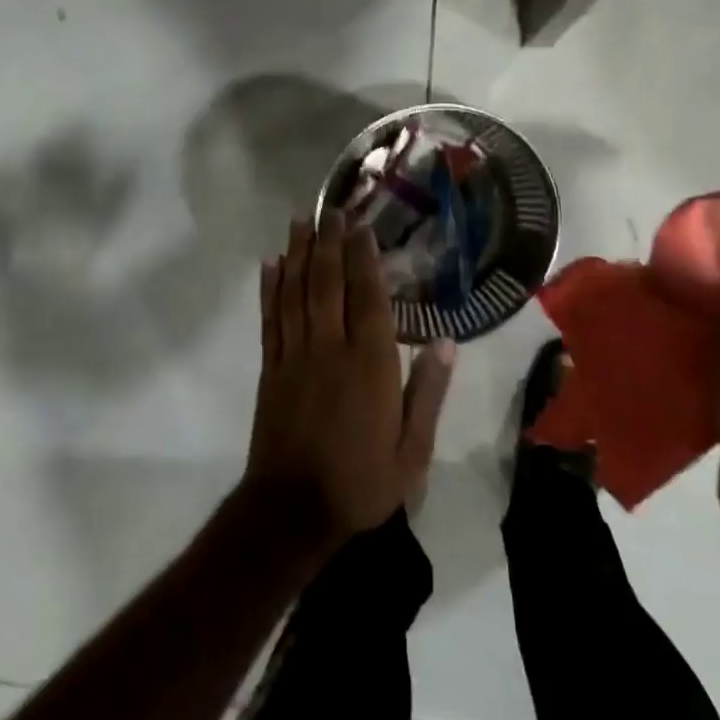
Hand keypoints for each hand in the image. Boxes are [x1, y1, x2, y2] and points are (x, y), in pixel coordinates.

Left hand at [244, 214, 455, 552]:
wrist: (292, 511)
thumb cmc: (361, 482)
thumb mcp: (413, 450)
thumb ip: (429, 393)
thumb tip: (449, 342)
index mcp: (370, 364)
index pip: (368, 296)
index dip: (364, 257)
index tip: (362, 225)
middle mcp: (330, 348)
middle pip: (328, 283)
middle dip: (329, 242)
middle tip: (331, 207)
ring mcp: (295, 356)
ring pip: (296, 292)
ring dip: (298, 253)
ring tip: (300, 221)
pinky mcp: (272, 369)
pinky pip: (271, 319)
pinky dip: (271, 288)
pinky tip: (271, 264)